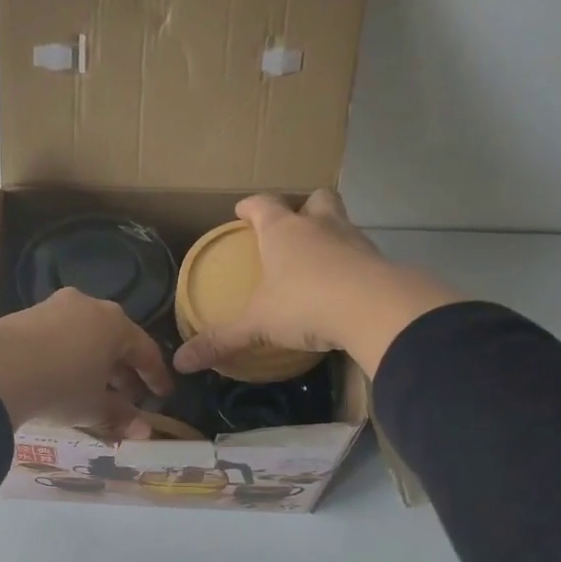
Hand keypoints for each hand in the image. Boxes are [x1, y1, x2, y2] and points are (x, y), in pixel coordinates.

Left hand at [0, 288, 172, 436]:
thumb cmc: (60, 386)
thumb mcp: (94, 406)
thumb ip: (120, 416)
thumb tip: (143, 431)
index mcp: (115, 323)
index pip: (145, 350)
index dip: (155, 377)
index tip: (162, 397)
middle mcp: (89, 306)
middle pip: (114, 340)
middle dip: (123, 371)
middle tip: (127, 398)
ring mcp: (55, 306)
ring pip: (85, 336)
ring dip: (94, 363)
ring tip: (93, 390)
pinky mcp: (26, 314)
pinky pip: (59, 336)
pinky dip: (68, 356)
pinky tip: (61, 378)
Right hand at [171, 191, 463, 375]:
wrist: (375, 310)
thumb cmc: (305, 304)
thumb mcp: (257, 325)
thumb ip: (222, 340)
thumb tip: (180, 362)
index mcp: (283, 231)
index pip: (263, 205)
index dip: (250, 206)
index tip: (241, 210)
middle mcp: (319, 227)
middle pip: (314, 199)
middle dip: (303, 206)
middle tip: (293, 225)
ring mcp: (353, 241)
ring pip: (341, 223)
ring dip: (330, 234)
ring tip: (318, 258)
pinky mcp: (379, 263)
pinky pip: (361, 255)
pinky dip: (351, 264)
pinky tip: (343, 285)